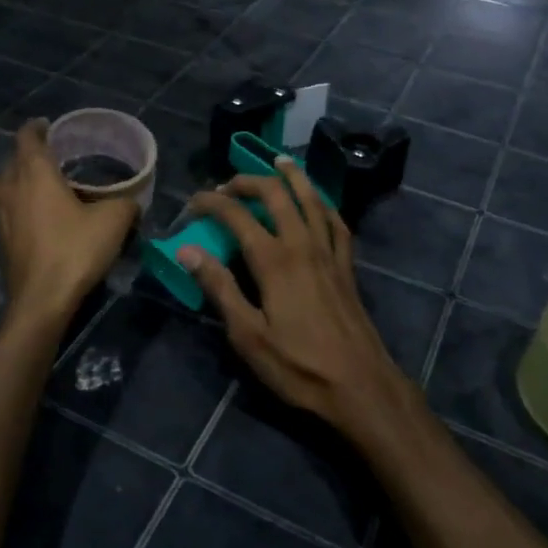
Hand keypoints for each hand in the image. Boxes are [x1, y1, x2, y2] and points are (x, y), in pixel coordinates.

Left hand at [0, 120, 137, 322]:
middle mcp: (11, 189)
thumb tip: (132, 201)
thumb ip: (125, 203)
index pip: (27, 138)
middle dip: (28, 153)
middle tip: (53, 155)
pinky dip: (14, 205)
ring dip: (14, 178)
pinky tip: (35, 217)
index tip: (48, 125)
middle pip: (12, 160)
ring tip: (36, 185)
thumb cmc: (75, 250)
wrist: (42, 300)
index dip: (37, 128)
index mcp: (35, 174)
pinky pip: (2, 210)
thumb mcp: (113, 222)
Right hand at [179, 157, 410, 436]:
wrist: (360, 386)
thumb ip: (219, 288)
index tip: (193, 202)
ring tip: (278, 161)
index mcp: (274, 261)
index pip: (237, 215)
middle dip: (249, 181)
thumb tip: (187, 250)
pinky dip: (323, 204)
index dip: (212, 202)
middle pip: (276, 195)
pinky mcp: (347, 266)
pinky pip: (336, 222)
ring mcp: (329, 253)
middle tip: (228, 184)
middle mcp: (303, 245)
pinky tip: (318, 202)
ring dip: (293, 177)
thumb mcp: (248, 335)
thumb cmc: (298, 366)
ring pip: (311, 199)